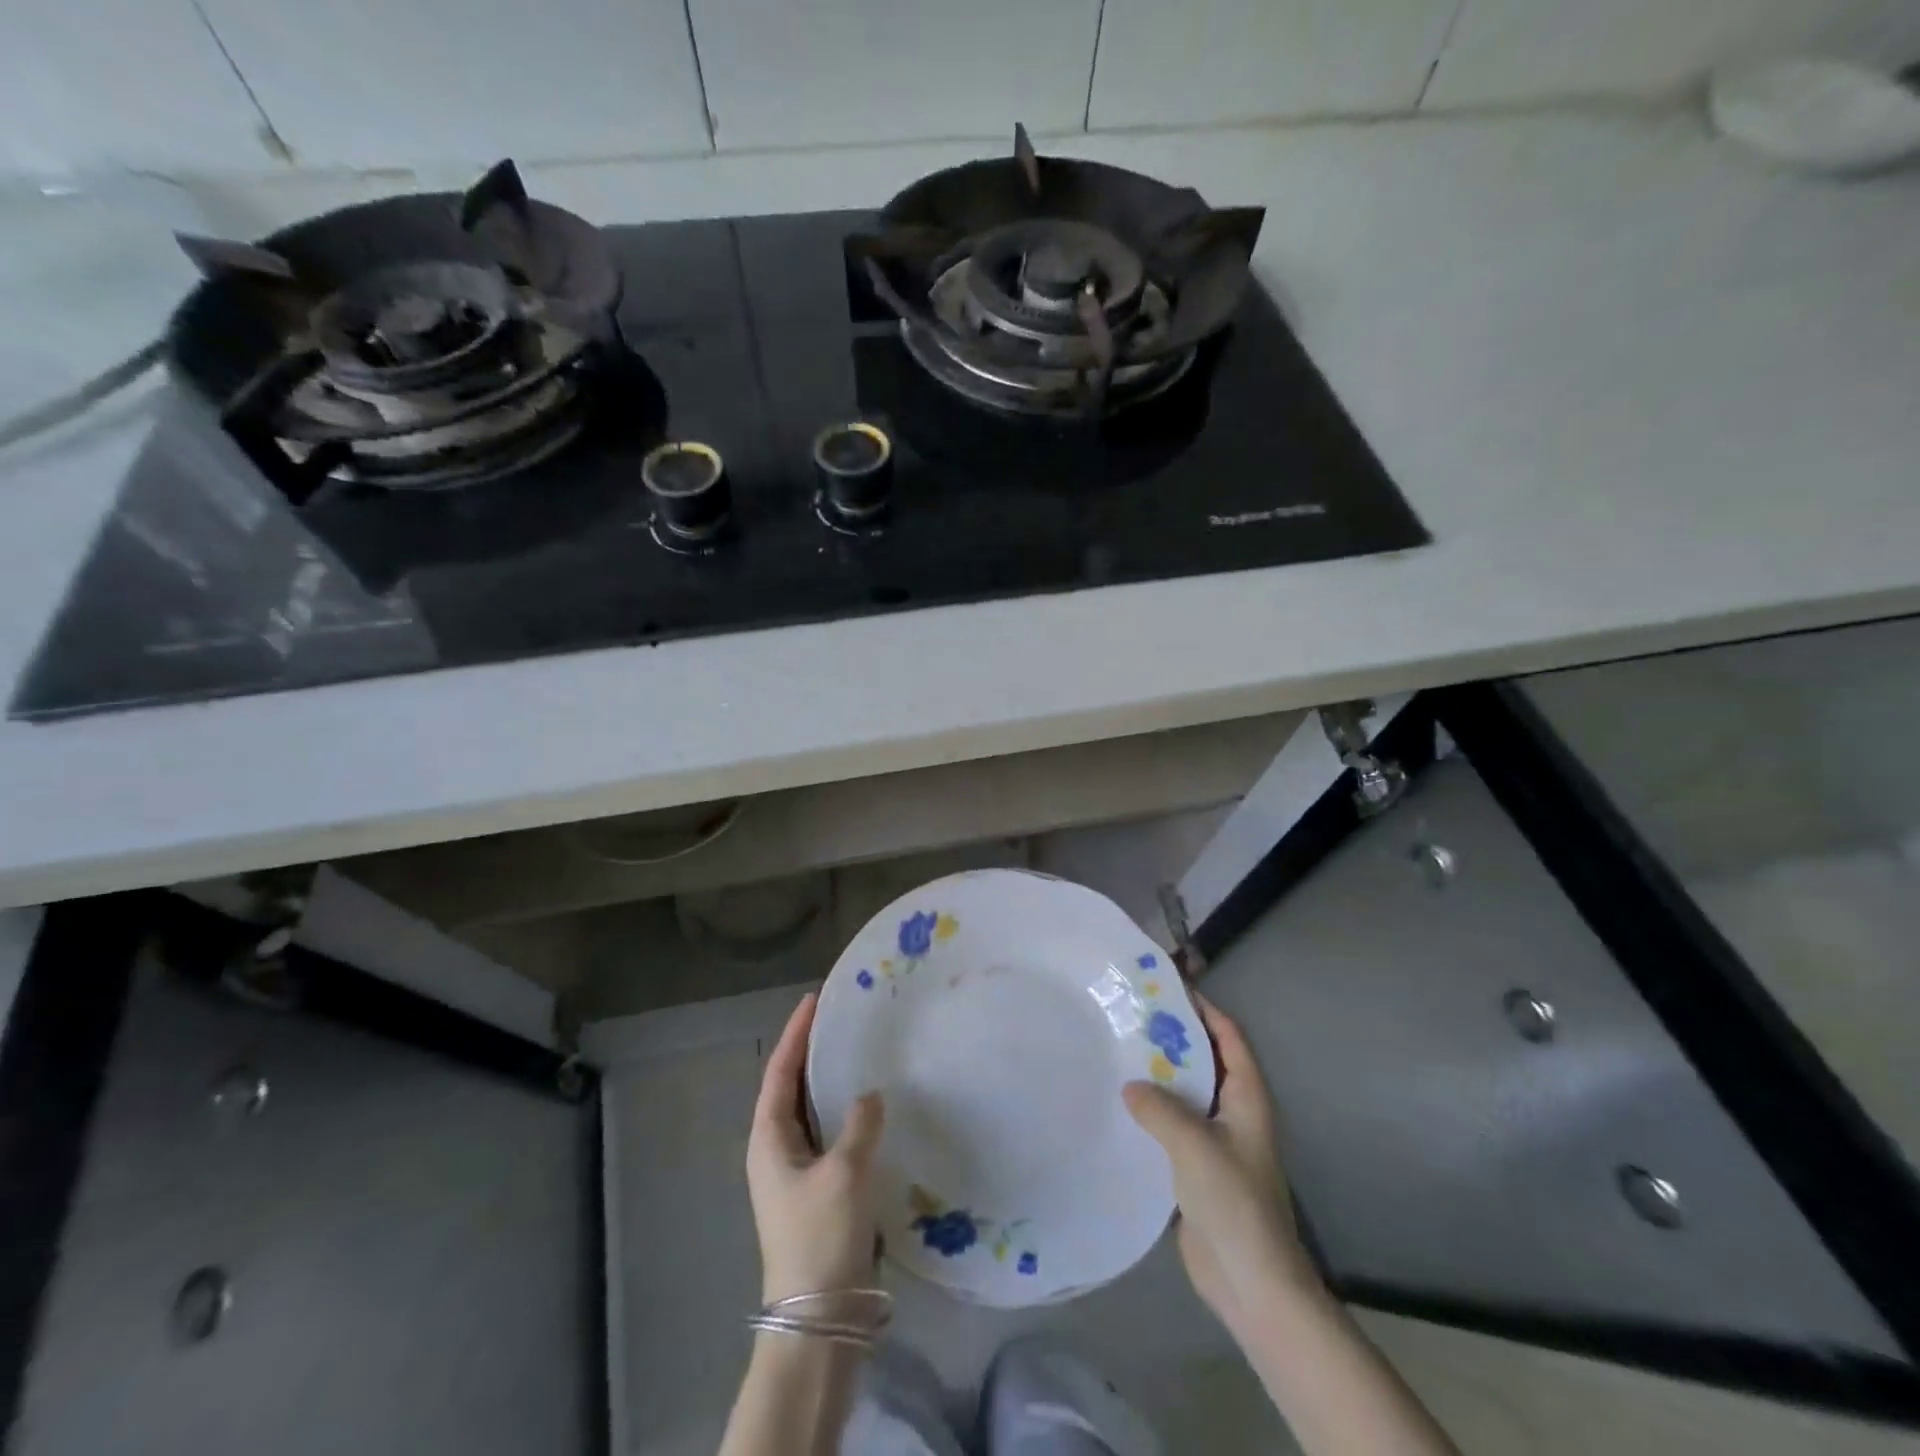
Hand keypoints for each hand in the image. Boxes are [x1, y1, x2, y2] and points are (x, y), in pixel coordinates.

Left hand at [747, 993, 886, 1303]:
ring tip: (852, 1051)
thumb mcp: (844, 1173)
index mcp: (769, 1139)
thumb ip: (859, 1124)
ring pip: (808, 1111)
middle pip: (790, 1088)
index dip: (795, 1035)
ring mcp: (794, 1172)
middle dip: (809, 1052)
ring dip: (825, 1081)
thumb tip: (869, 1095)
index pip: (780, 1073)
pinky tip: (865, 1106)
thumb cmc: (821, 1237)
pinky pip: (826, 1134)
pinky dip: (840, 1111)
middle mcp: (775, 1150)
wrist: (819, 1317)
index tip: (812, 1001)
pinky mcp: (815, 1190)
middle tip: (837, 1020)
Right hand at [1124, 993, 1320, 1337]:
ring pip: (1185, 1093)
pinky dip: (1150, 1111)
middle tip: (1130, 1014)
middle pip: (1204, 1060)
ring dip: (1158, 1075)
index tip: (1167, 987)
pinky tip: (1118, 1105)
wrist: (1251, 1282)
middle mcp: (1233, 1112)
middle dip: (1173, 1037)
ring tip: (1117, 1050)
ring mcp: (1215, 1141)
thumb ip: (1160, 1108)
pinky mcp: (1196, 1168)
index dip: (1204, 1009)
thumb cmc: (1234, 1203)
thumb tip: (1129, 1086)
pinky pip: (1171, 1126)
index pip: (1229, 1036)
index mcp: (1247, 1098)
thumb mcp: (1195, 1145)